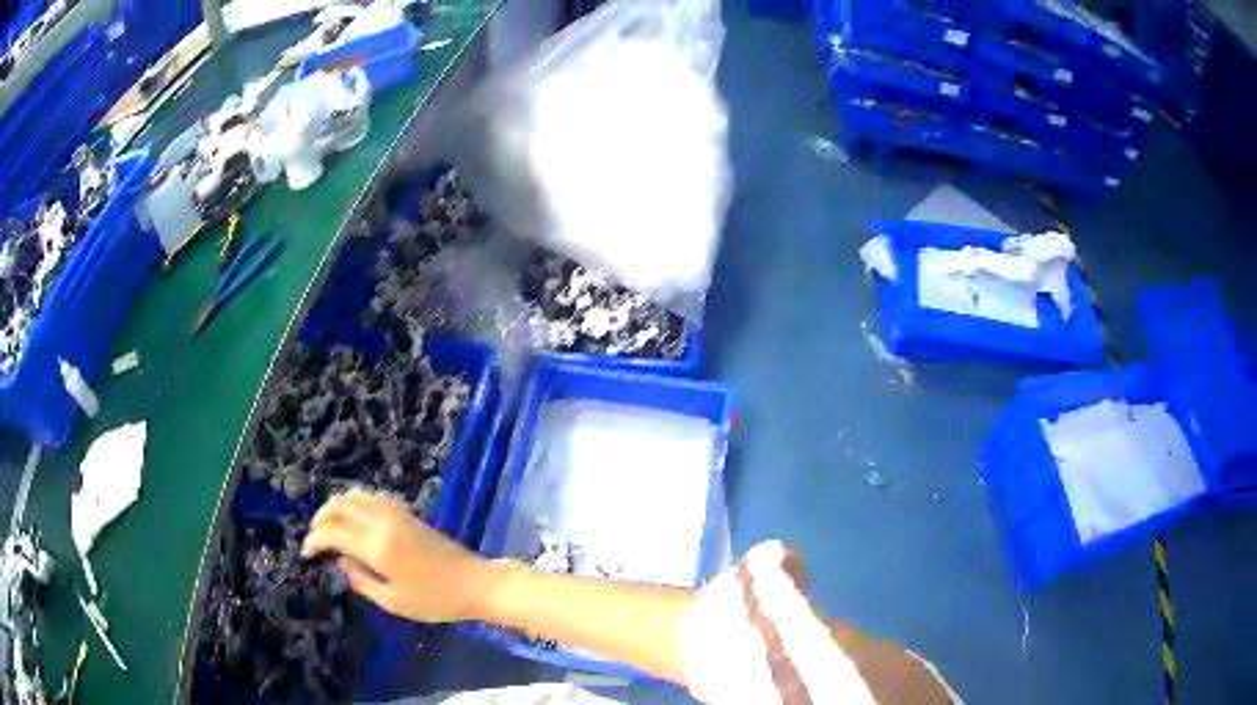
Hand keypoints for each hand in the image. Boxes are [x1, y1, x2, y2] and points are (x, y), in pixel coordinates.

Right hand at [301, 489, 490, 622]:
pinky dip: (356, 502)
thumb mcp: (393, 601)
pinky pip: (373, 497)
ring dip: (337, 506)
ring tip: (330, 526)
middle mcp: (383, 522)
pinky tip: (355, 518)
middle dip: (322, 517)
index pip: (334, 532)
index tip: (306, 552)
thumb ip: (361, 580)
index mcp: (377, 545)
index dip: (315, 539)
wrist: (475, 583)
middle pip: (341, 504)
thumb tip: (342, 561)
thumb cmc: (435, 600)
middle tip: (315, 536)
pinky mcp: (409, 513)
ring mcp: (397, 513)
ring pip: (357, 495)